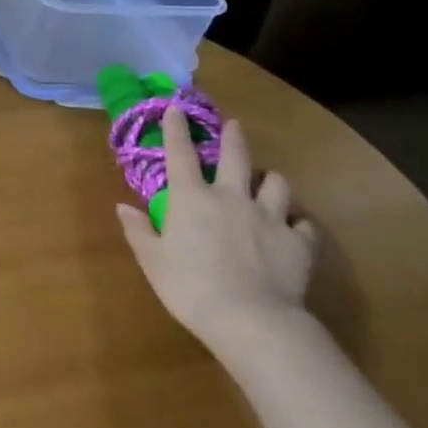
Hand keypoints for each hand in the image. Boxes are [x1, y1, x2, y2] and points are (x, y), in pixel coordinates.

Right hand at [116, 109, 318, 351]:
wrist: (250, 319)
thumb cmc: (189, 287)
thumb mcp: (152, 261)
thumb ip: (139, 230)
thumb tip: (124, 206)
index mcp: (191, 199)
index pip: (180, 154)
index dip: (176, 128)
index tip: (175, 107)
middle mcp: (231, 198)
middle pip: (236, 156)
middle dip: (233, 137)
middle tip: (233, 126)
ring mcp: (269, 217)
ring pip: (276, 183)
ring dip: (270, 179)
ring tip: (266, 181)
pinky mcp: (298, 242)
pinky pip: (302, 224)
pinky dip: (297, 223)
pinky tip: (293, 229)